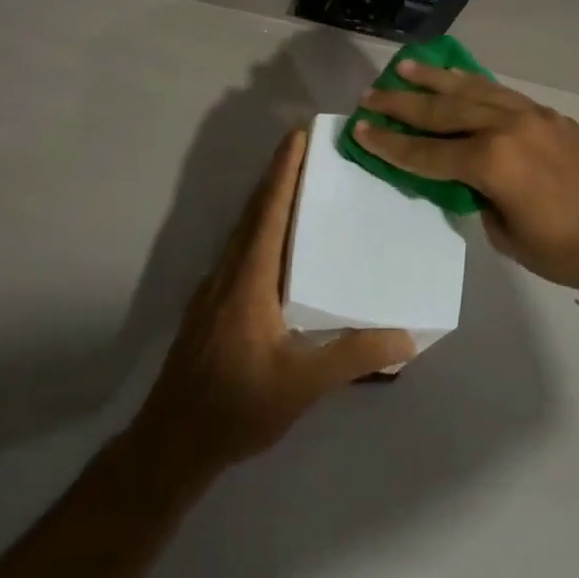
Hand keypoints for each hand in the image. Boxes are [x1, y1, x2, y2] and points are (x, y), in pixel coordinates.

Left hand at [131, 129, 416, 473]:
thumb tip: (406, 335)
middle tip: (308, 148)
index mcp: (249, 278)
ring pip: (244, 230)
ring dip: (268, 201)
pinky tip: (281, 246)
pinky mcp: (213, 305)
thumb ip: (352, 357)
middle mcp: (229, 272)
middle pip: (254, 211)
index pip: (269, 211)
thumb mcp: (301, 385)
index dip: (283, 171)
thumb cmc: (236, 406)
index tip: (298, 135)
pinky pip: (241, 250)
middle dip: (278, 175)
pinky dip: (262, 229)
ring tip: (300, 187)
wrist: (172, 442)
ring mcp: (215, 288)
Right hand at [355, 63, 578, 291]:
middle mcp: (505, 128)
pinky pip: (500, 91)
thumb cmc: (567, 250)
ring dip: (435, 80)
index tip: (360, 129)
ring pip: (471, 90)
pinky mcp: (548, 114)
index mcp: (491, 163)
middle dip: (402, 104)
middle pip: (442, 112)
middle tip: (371, 94)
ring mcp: (529, 115)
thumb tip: (465, 178)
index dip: (390, 145)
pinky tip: (457, 77)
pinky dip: (472, 83)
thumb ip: (478, 198)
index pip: (426, 153)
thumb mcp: (507, 235)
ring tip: (405, 68)